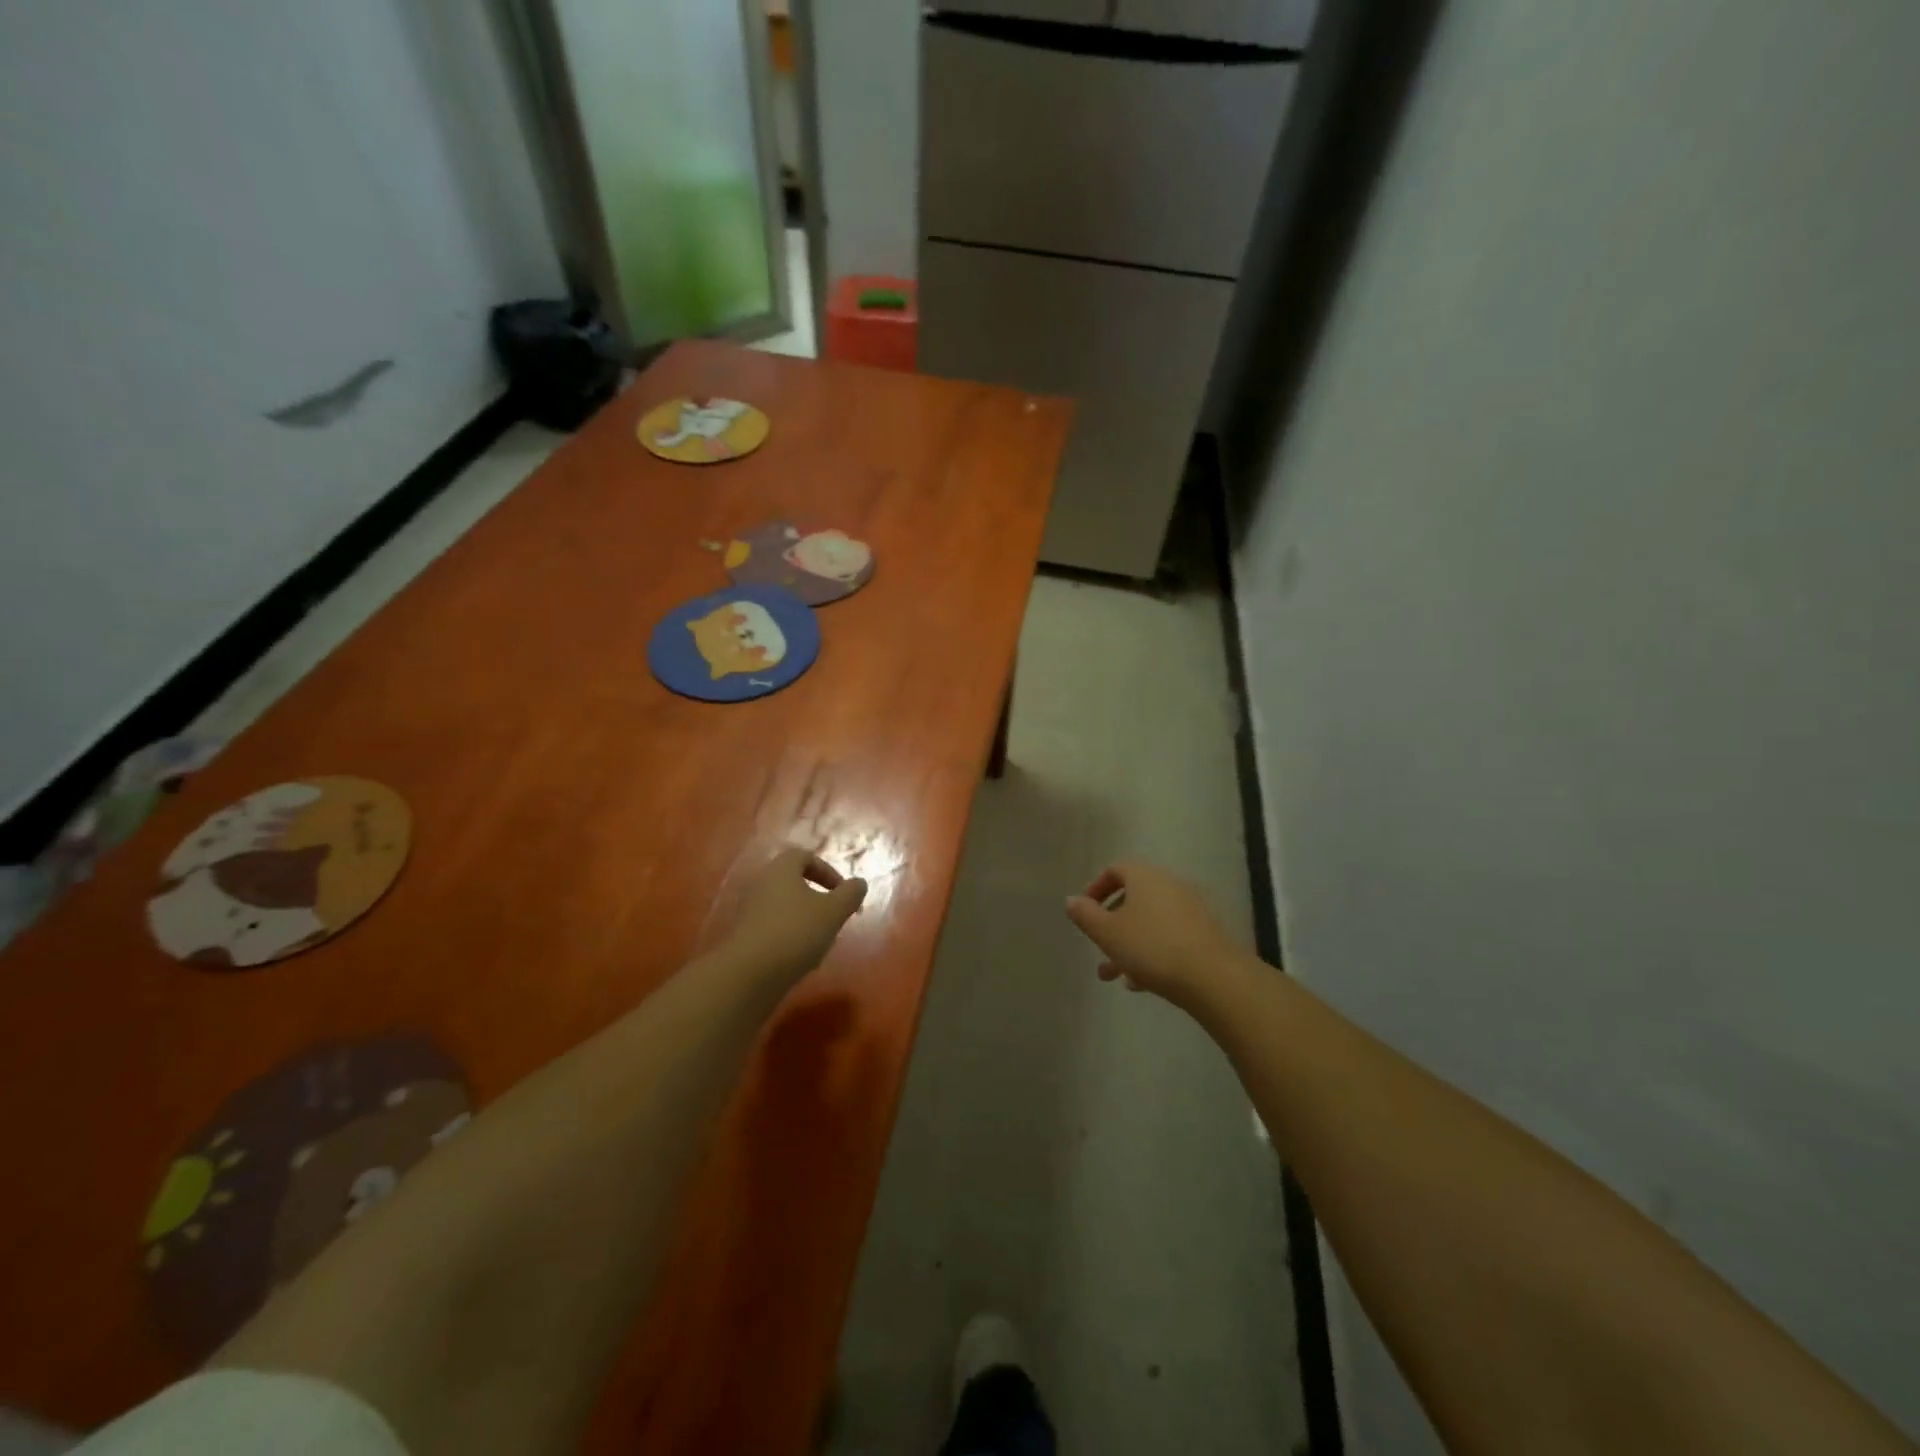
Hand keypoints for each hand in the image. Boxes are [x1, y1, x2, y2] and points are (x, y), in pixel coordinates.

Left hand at [718, 847, 867, 984]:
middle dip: (817, 898)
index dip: (827, 871)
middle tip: (833, 917)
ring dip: (804, 919)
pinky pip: (771, 928)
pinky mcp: (743, 937)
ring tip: (819, 941)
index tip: (842, 893)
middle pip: (792, 882)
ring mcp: (748, 911)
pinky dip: (788, 937)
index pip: (804, 856)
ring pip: (783, 907)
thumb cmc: (795, 932)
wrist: (747, 975)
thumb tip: (859, 883)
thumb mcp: (833, 912)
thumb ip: (850, 894)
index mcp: (781, 870)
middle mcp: (761, 884)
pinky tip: (799, 958)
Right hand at [1064, 860, 1246, 1008]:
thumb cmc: (1151, 947)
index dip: (1096, 888)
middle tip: (1098, 947)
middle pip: (1134, 898)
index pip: (1116, 870)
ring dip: (1129, 944)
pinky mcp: (1205, 934)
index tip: (1085, 911)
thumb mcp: (1107, 933)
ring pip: (1150, 922)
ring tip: (1113, 975)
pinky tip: (1141, 983)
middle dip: (1112, 924)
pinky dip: (1152, 953)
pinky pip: (1170, 937)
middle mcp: (1170, 885)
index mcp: (1145, 877)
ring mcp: (1191, 910)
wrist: (1213, 977)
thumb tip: (1072, 900)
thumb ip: (1085, 915)